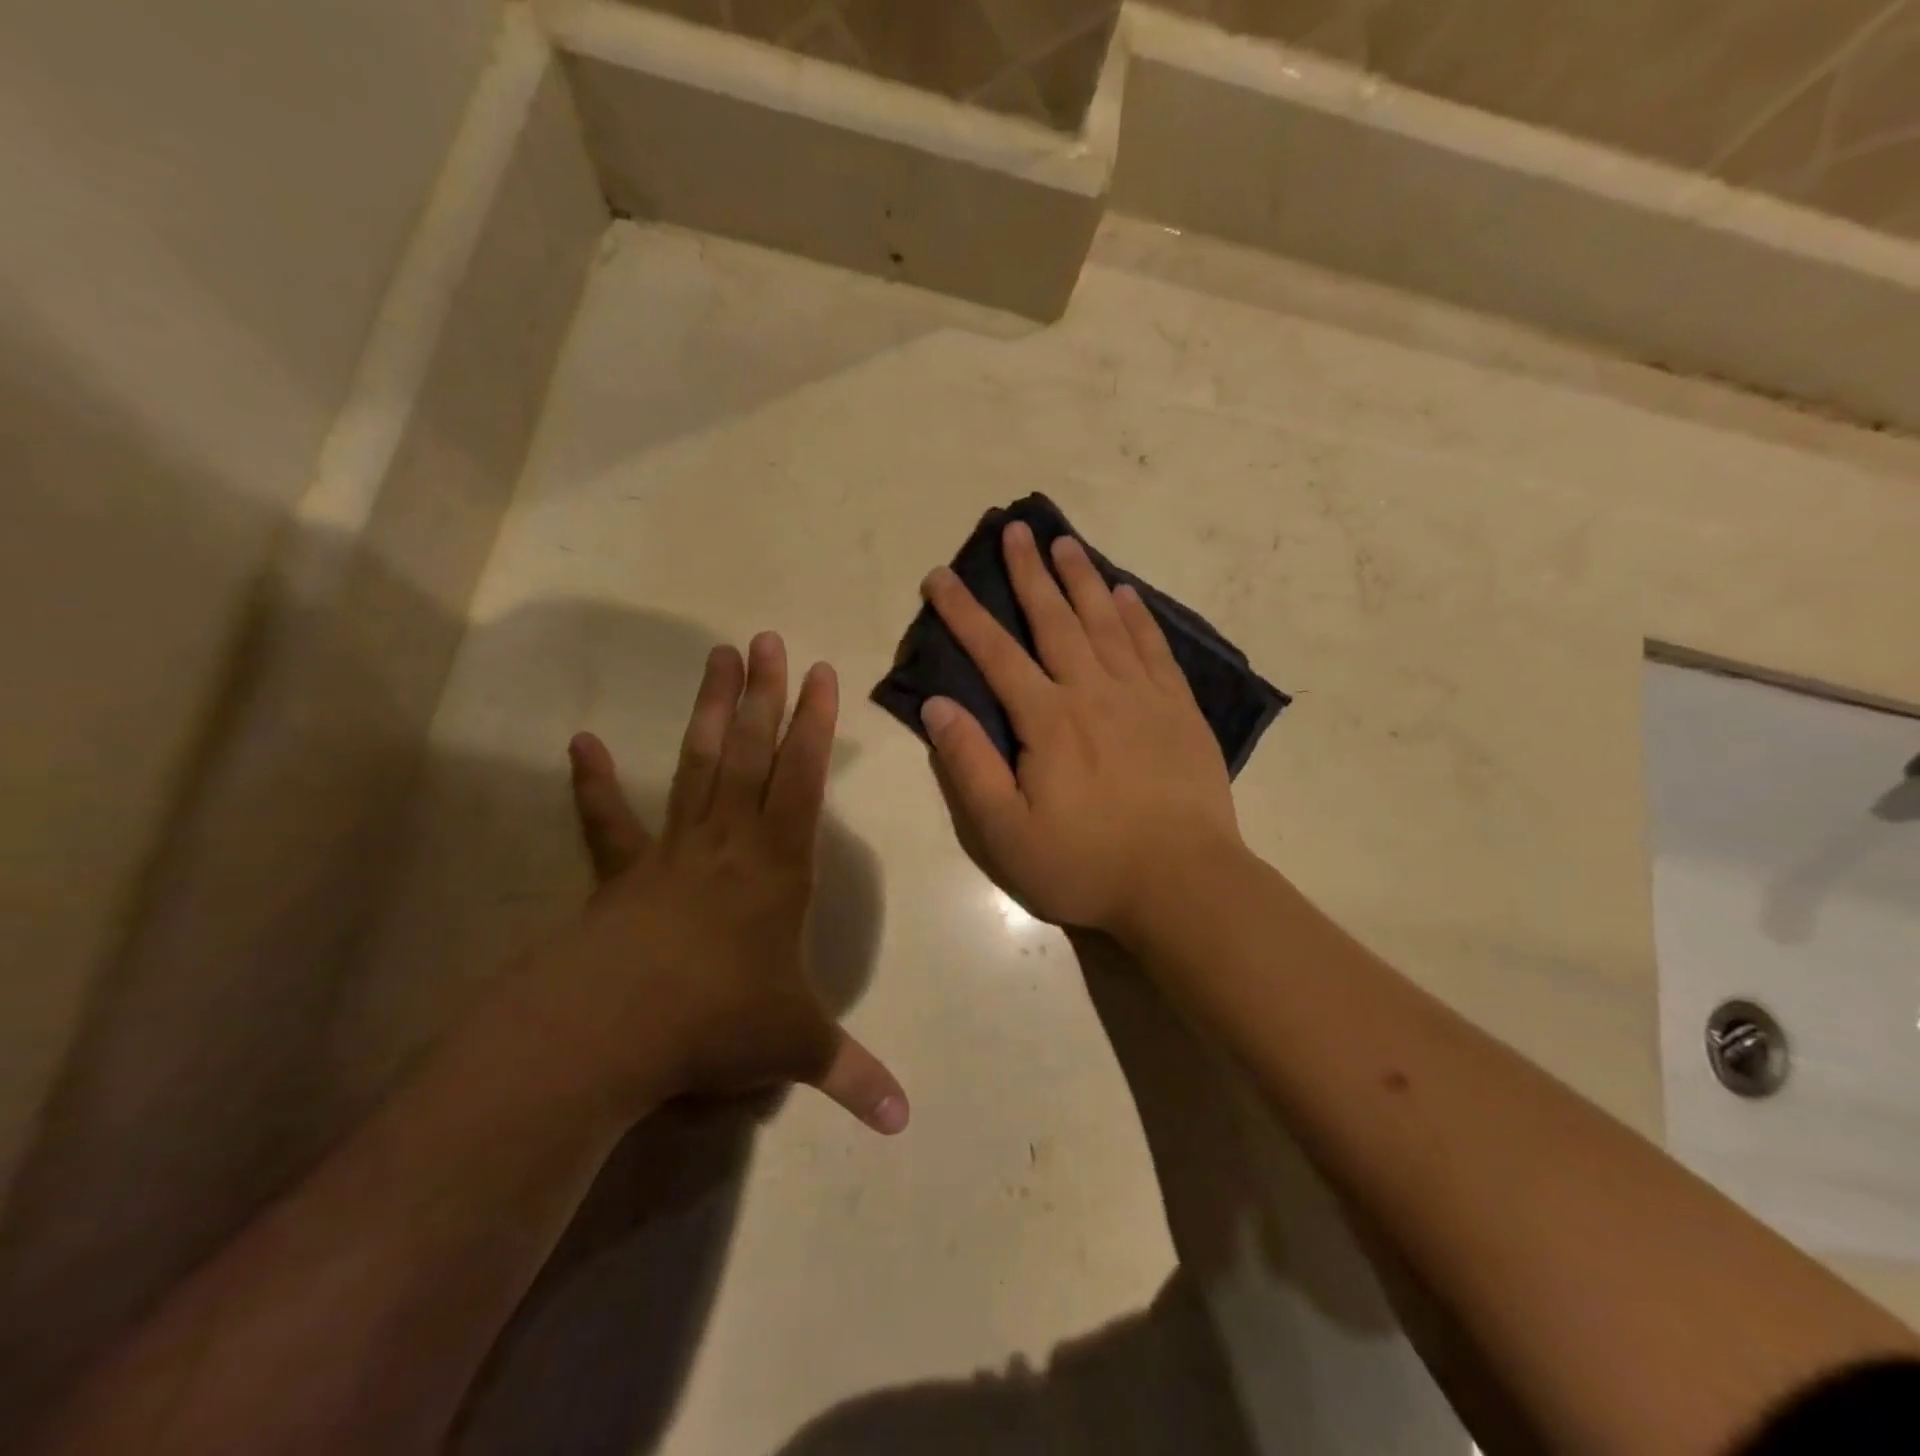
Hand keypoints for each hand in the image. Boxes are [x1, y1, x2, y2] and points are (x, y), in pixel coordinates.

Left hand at [481, 634, 907, 1134]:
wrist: (613, 1031)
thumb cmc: (717, 1022)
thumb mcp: (795, 1048)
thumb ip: (850, 1076)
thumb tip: (904, 1124)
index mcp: (778, 866)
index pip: (805, 780)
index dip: (817, 726)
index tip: (822, 673)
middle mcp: (730, 842)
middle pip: (753, 754)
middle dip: (765, 695)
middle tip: (765, 639)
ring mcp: (673, 850)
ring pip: (698, 766)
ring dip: (710, 713)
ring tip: (715, 658)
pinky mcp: (622, 873)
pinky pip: (608, 822)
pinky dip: (593, 784)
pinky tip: (580, 744)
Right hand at [919, 521, 1242, 937]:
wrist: (1183, 882)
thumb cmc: (1086, 863)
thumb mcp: (1006, 832)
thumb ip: (969, 766)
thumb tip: (937, 706)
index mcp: (1046, 719)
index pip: (995, 653)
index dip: (963, 613)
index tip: (940, 576)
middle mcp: (1092, 692)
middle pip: (1055, 619)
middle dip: (1029, 572)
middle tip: (1015, 528)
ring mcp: (1141, 697)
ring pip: (1105, 622)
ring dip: (1081, 579)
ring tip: (1065, 542)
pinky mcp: (1178, 710)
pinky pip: (1153, 648)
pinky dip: (1138, 616)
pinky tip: (1126, 594)